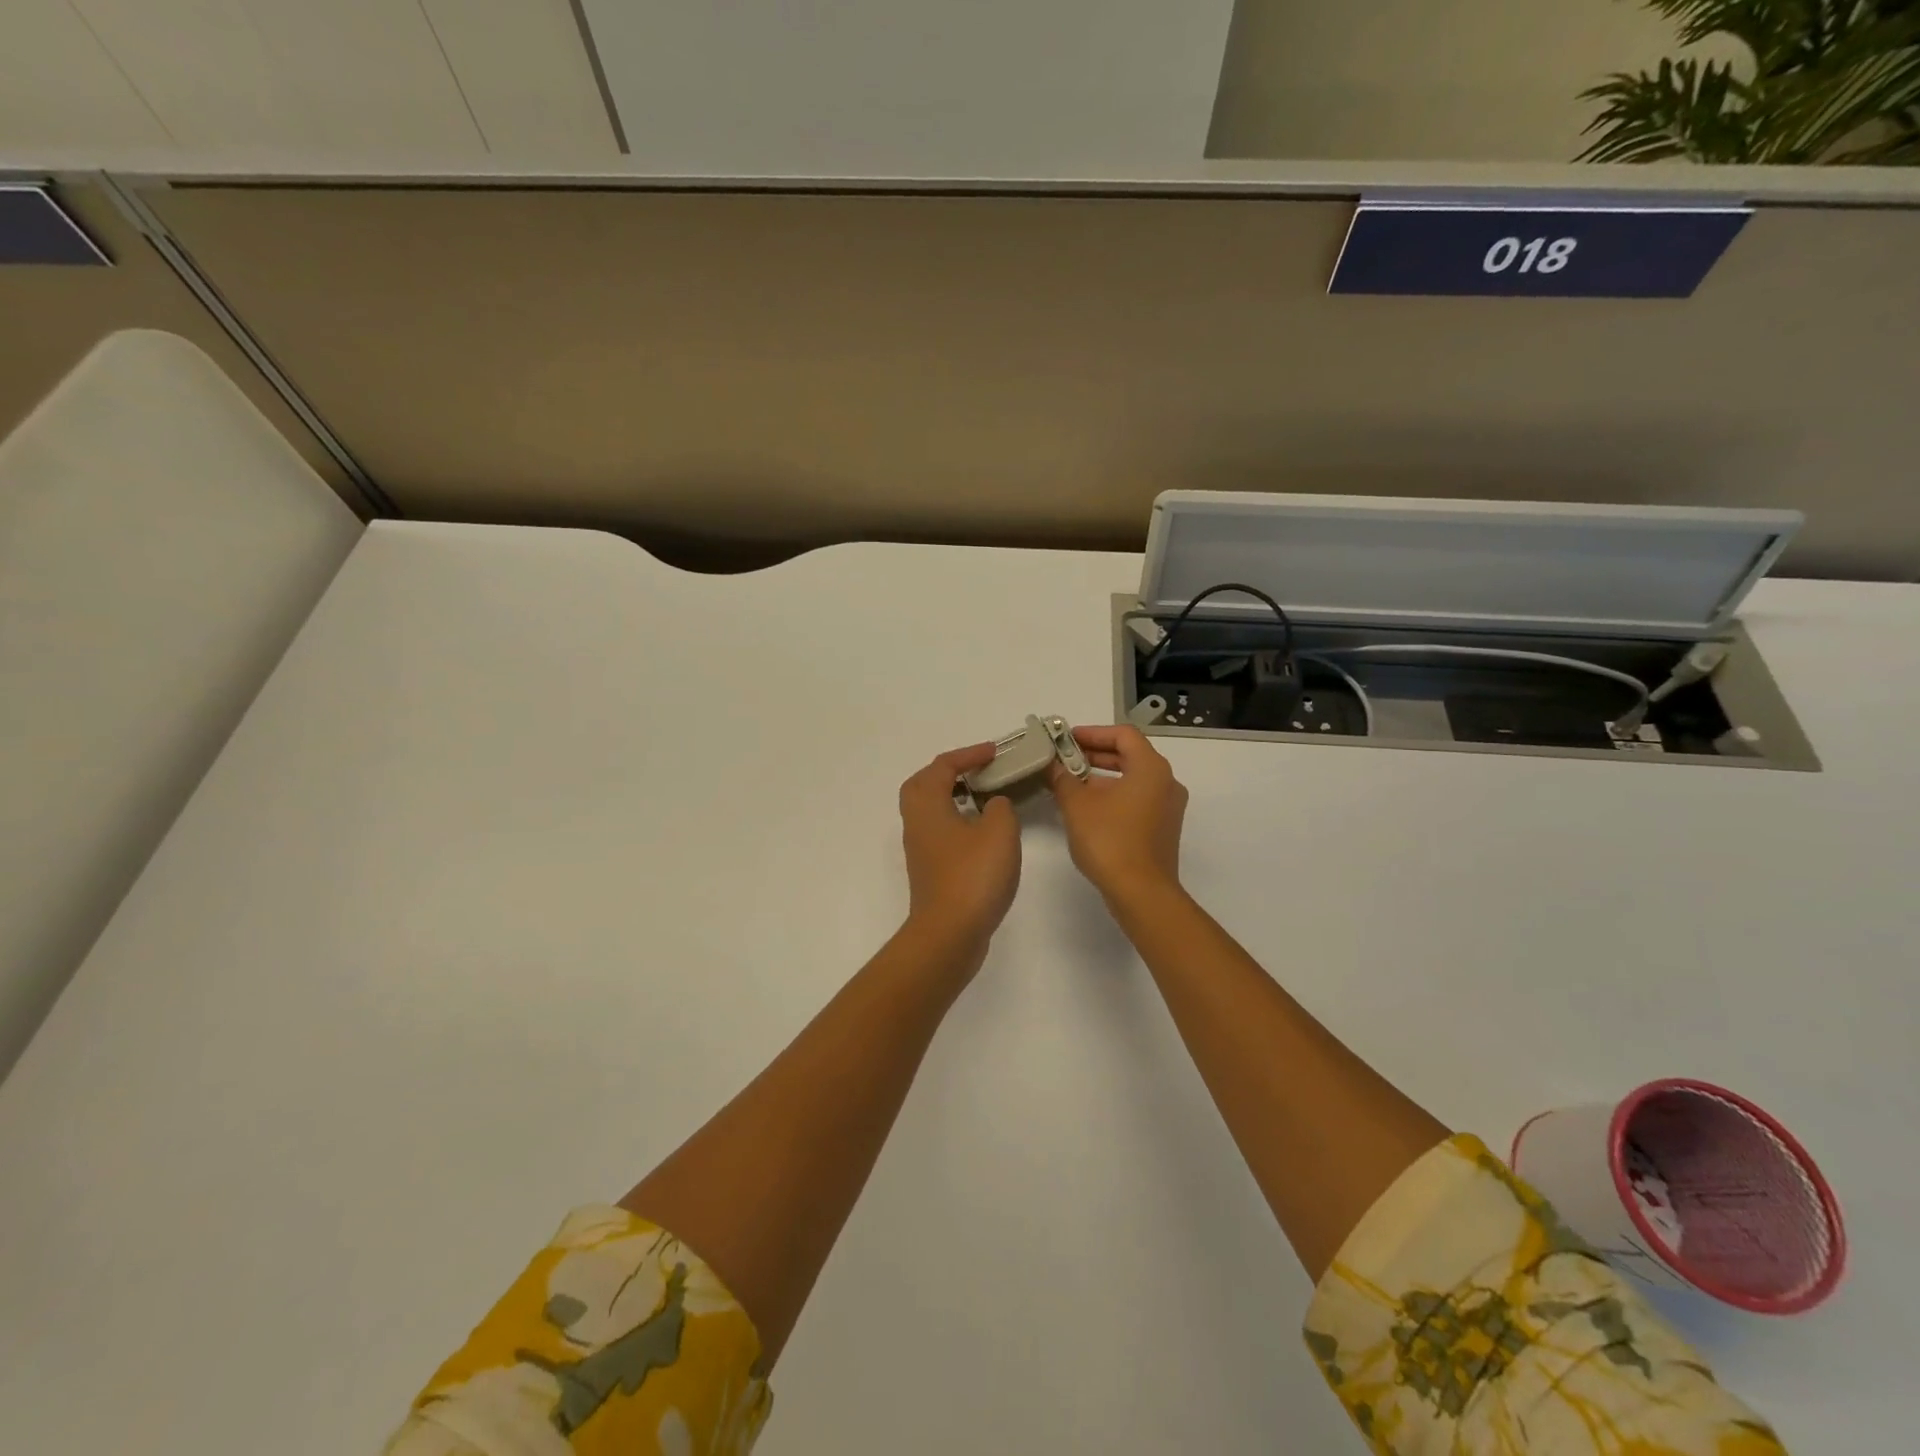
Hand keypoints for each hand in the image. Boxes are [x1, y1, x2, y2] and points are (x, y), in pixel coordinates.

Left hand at [897, 744, 1022, 953]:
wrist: (950, 934)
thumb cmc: (973, 875)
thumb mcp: (999, 831)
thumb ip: (1000, 807)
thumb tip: (993, 804)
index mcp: (927, 805)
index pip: (942, 766)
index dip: (968, 755)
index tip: (995, 753)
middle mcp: (916, 823)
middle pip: (923, 785)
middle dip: (949, 772)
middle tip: (978, 771)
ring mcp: (921, 850)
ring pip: (930, 810)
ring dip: (953, 797)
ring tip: (984, 798)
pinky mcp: (930, 871)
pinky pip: (940, 832)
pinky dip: (958, 822)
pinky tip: (983, 834)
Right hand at [1047, 725, 1187, 903]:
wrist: (1141, 892)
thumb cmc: (1109, 840)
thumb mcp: (1076, 805)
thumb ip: (1062, 778)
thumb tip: (1053, 766)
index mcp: (1151, 768)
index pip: (1123, 734)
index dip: (1093, 733)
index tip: (1066, 740)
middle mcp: (1166, 782)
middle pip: (1130, 755)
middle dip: (1095, 754)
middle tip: (1064, 758)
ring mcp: (1168, 807)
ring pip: (1133, 779)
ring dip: (1102, 776)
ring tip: (1070, 782)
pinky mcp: (1163, 828)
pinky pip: (1137, 799)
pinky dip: (1114, 795)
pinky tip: (1087, 808)